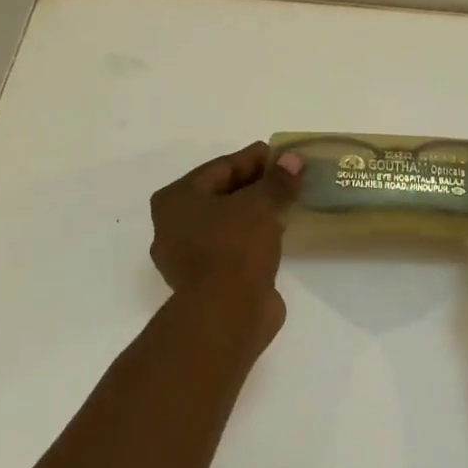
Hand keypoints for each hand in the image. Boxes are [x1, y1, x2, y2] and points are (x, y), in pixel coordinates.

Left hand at [150, 142, 302, 335]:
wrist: (227, 313)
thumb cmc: (234, 247)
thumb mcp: (261, 204)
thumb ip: (277, 180)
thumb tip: (294, 159)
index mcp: (175, 200)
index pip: (220, 167)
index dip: (253, 158)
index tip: (281, 154)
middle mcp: (173, 226)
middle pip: (221, 194)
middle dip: (255, 185)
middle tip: (288, 177)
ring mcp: (187, 257)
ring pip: (227, 223)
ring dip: (255, 213)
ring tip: (287, 203)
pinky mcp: (206, 281)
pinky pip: (233, 247)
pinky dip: (253, 237)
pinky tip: (278, 232)